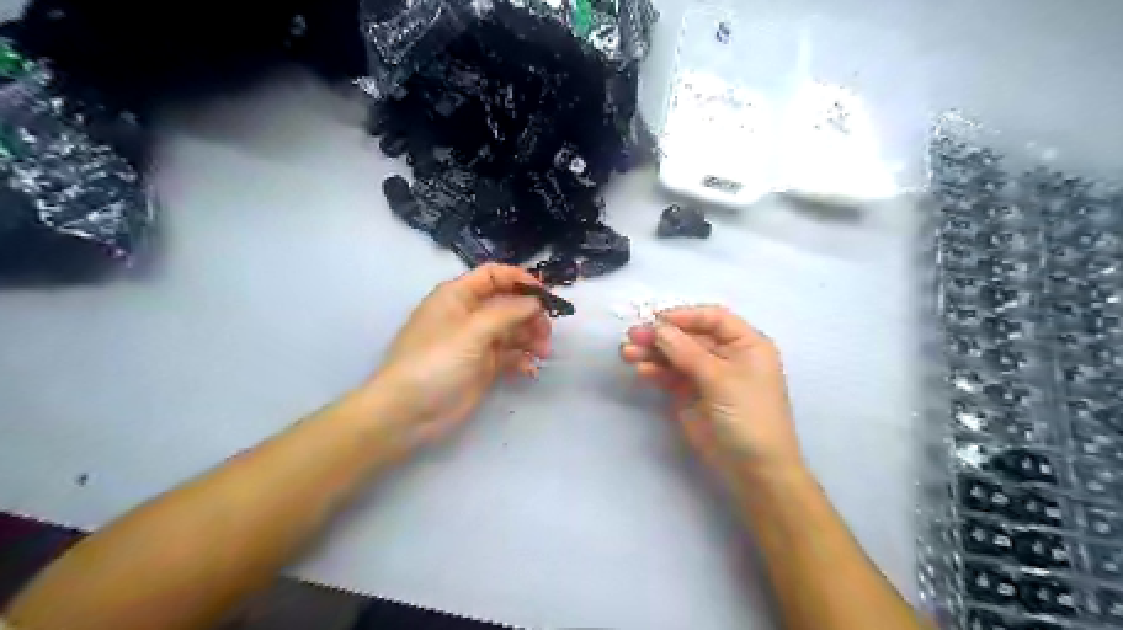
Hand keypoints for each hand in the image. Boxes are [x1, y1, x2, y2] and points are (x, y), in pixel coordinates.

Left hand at [371, 263, 551, 444]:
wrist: (409, 412)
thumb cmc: (435, 361)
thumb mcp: (472, 330)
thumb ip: (507, 312)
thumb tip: (535, 302)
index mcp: (458, 296)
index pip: (493, 276)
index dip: (520, 280)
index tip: (545, 294)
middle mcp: (469, 314)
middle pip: (508, 303)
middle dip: (531, 314)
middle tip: (547, 332)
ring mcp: (477, 342)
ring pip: (513, 330)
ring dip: (531, 337)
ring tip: (543, 353)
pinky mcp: (483, 367)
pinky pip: (509, 355)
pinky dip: (522, 359)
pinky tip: (530, 370)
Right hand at [619, 308, 801, 489]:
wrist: (754, 470)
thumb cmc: (749, 416)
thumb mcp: (721, 380)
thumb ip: (687, 352)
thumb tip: (657, 327)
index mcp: (746, 343)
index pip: (713, 318)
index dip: (684, 315)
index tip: (656, 319)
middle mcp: (726, 355)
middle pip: (689, 336)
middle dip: (661, 335)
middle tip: (632, 335)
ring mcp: (707, 375)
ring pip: (676, 355)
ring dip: (652, 352)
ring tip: (627, 353)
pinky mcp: (691, 394)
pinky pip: (670, 375)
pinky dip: (655, 371)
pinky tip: (641, 369)